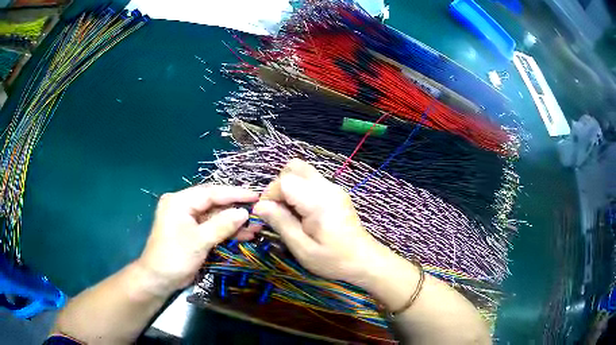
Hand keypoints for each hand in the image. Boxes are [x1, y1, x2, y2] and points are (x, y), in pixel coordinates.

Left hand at [136, 185, 258, 295]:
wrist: (158, 280)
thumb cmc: (175, 258)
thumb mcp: (199, 241)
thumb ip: (222, 225)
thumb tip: (244, 212)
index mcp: (180, 201)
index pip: (211, 193)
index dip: (235, 194)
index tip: (256, 196)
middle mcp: (183, 206)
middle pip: (214, 203)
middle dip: (236, 210)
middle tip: (258, 212)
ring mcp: (187, 219)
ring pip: (214, 217)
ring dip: (233, 223)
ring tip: (255, 227)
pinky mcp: (191, 232)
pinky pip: (211, 227)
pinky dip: (225, 232)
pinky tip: (243, 235)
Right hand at [252, 159, 388, 285]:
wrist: (365, 260)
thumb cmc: (334, 260)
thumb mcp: (303, 249)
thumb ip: (281, 223)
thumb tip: (260, 206)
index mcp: (318, 201)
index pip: (285, 181)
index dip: (270, 195)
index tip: (267, 215)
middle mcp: (327, 188)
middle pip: (294, 167)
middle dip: (279, 186)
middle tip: (278, 210)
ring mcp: (334, 188)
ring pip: (303, 171)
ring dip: (289, 187)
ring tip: (289, 213)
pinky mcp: (336, 193)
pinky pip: (311, 181)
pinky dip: (300, 191)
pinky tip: (302, 213)